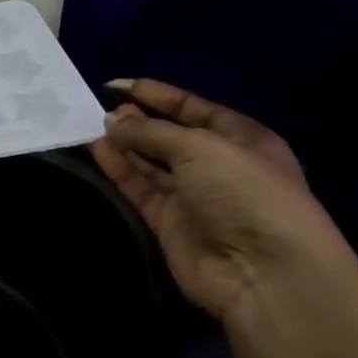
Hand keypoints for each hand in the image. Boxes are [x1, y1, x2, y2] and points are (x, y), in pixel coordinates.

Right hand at [90, 79, 353, 325]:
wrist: (264, 271)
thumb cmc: (245, 192)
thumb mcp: (200, 147)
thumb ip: (152, 131)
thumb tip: (113, 121)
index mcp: (241, 138)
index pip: (193, 108)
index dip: (157, 95)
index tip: (116, 86)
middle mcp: (218, 165)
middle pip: (169, 136)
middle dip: (138, 121)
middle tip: (100, 110)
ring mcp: (193, 196)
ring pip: (150, 163)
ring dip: (124, 145)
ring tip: (92, 127)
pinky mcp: (169, 223)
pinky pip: (140, 189)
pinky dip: (120, 170)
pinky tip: (98, 151)